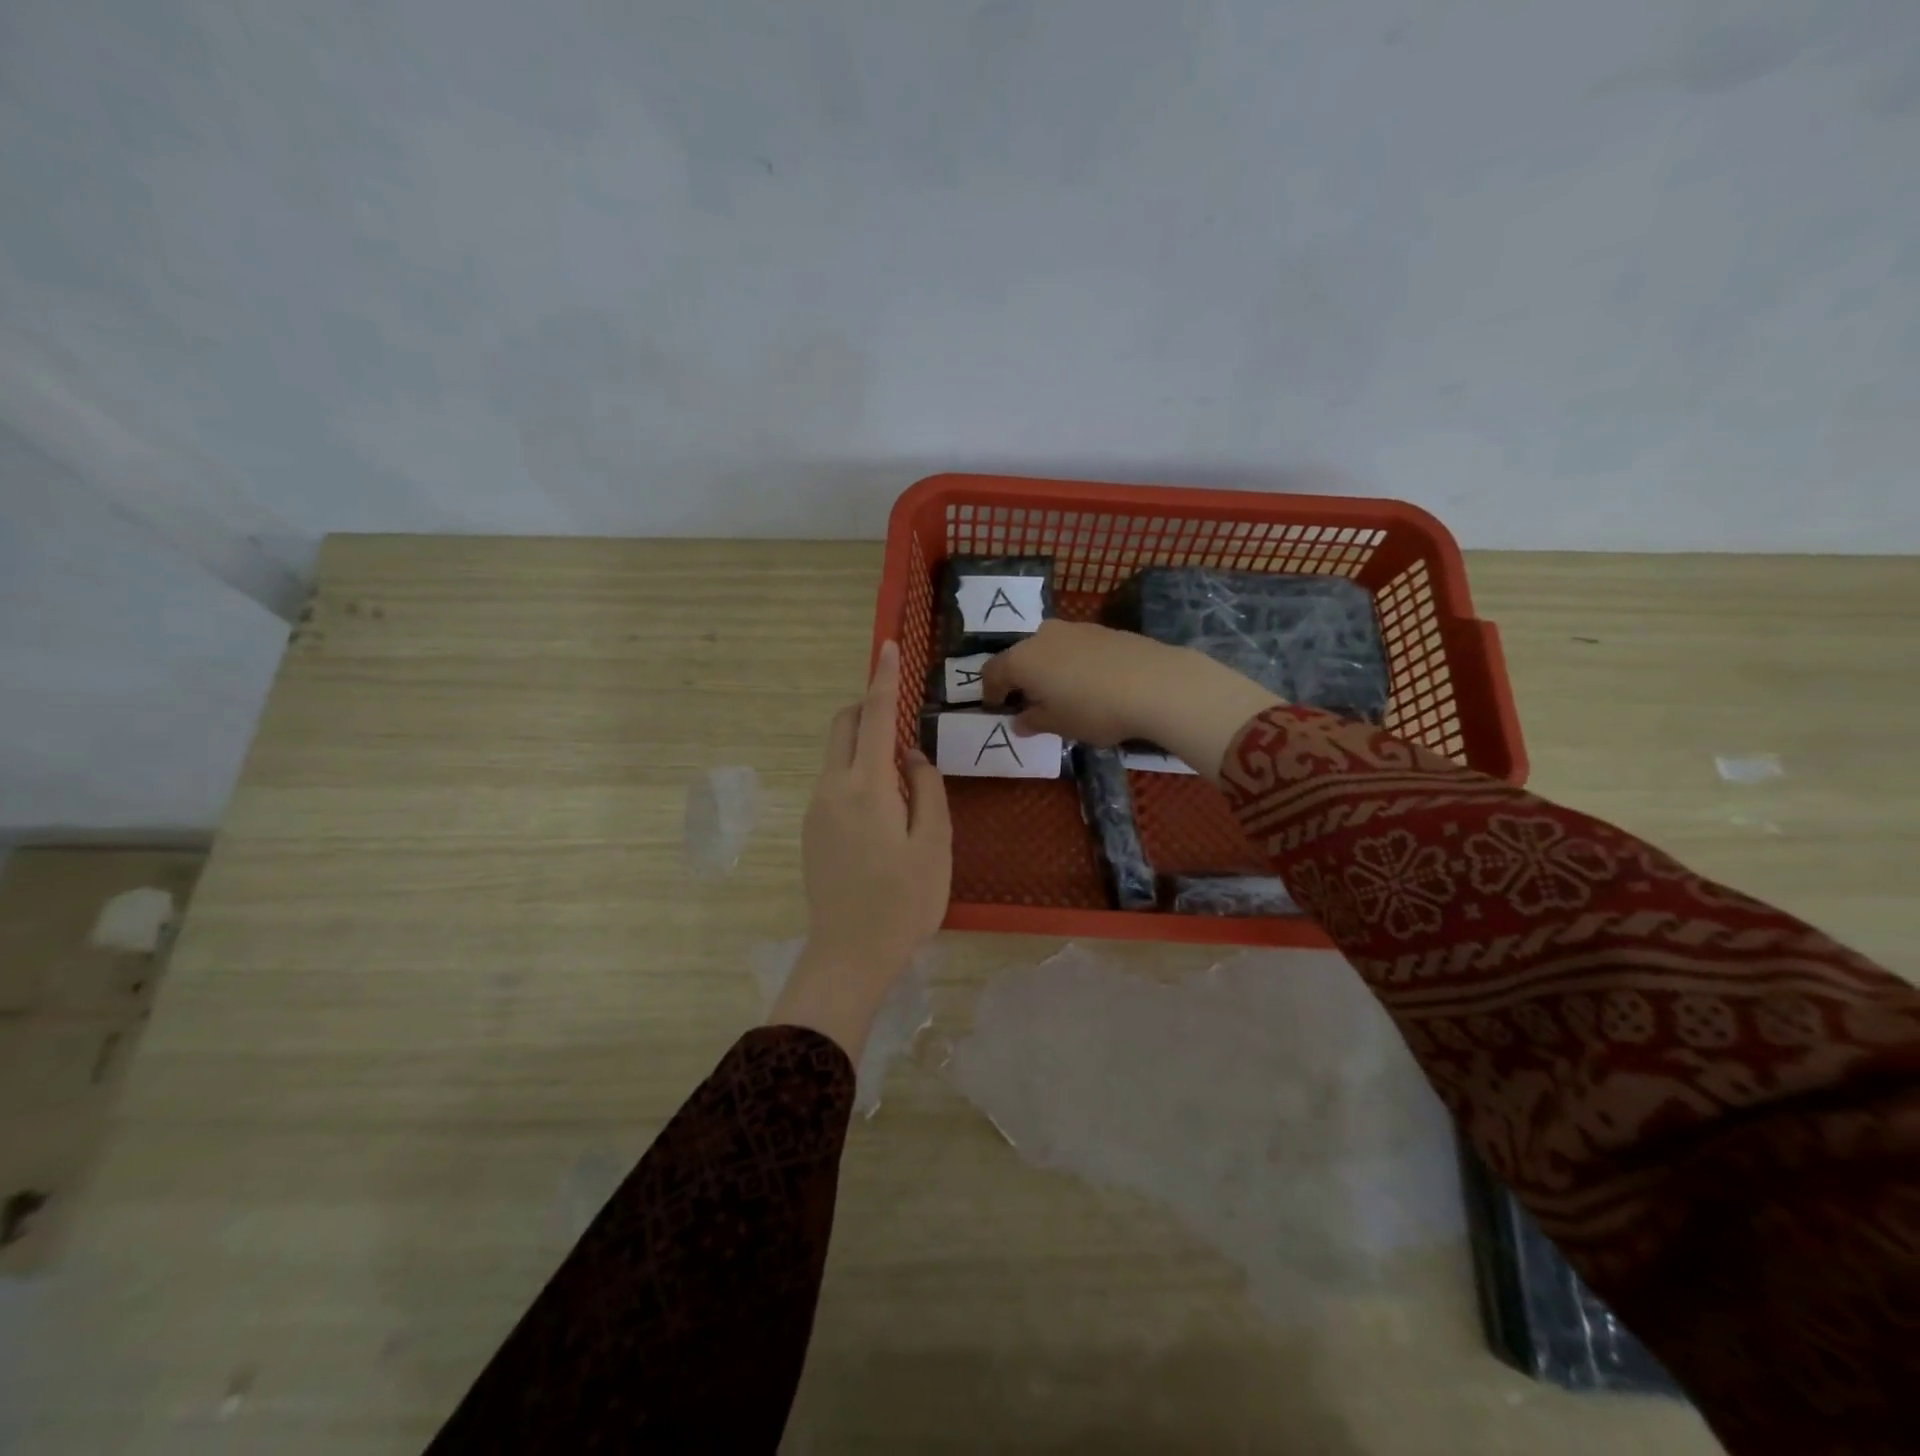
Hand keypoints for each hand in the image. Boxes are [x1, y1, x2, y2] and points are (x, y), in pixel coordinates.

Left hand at [771, 641, 951, 1059]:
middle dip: (868, 707)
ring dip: (865, 746)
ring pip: (837, 755)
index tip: (887, 647)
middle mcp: (832, 788)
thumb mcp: (934, 843)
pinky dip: (857, 774)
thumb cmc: (904, 901)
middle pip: (843, 726)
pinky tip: (883, 812)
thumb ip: (926, 789)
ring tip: (903, 783)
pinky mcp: (812, 830)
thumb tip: (912, 756)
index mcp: (866, 786)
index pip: (875, 716)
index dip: (883, 678)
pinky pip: (834, 783)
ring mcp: (816, 809)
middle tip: (903, 722)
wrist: (849, 955)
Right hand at [982, 621, 1282, 782]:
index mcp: (1022, 659)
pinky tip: (1089, 683)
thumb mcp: (1059, 725)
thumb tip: (1019, 720)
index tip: (997, 708)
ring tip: (1061, 693)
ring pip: (1048, 649)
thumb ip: (1033, 721)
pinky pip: (1074, 647)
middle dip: (1019, 678)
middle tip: (1028, 702)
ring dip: (1046, 669)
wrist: (1156, 683)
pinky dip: (1071, 663)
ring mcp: (1074, 628)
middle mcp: (1042, 636)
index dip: (991, 692)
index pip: (992, 672)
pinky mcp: (1102, 630)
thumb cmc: (1095, 709)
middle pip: (1020, 656)